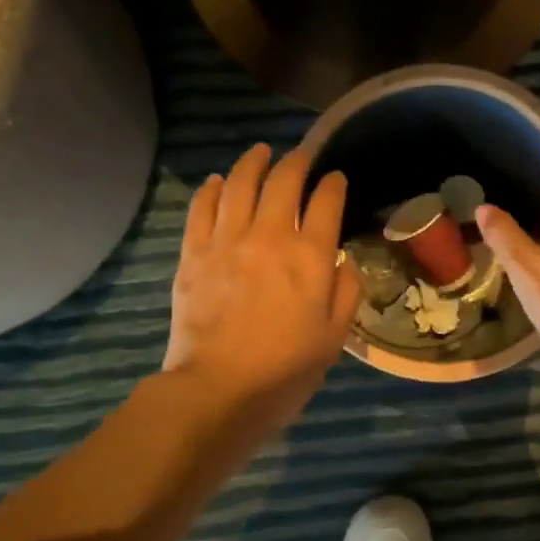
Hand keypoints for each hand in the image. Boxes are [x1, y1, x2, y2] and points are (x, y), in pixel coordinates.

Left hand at [165, 143, 360, 428]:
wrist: (219, 389)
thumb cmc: (285, 369)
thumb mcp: (334, 336)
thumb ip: (345, 290)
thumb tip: (341, 260)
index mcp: (310, 256)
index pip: (326, 202)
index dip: (333, 184)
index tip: (336, 179)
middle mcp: (269, 236)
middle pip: (283, 182)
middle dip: (296, 162)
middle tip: (301, 156)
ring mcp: (226, 241)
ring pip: (239, 184)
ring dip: (252, 163)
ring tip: (260, 152)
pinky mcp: (194, 253)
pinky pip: (202, 208)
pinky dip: (212, 189)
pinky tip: (218, 182)